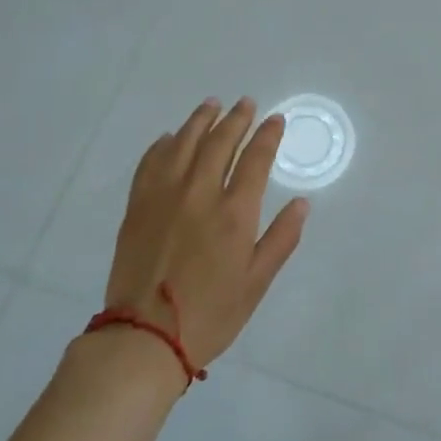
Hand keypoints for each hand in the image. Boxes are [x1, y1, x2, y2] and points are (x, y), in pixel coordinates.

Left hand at [104, 98, 309, 372]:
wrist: (144, 336)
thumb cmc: (211, 314)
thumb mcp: (256, 282)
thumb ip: (281, 239)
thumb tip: (302, 203)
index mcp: (234, 213)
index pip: (255, 159)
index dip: (267, 135)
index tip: (275, 120)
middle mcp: (199, 194)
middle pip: (219, 142)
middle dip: (236, 119)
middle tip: (245, 103)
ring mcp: (164, 196)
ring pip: (184, 144)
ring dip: (200, 120)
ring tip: (211, 105)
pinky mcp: (137, 206)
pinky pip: (150, 163)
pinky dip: (163, 145)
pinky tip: (171, 138)